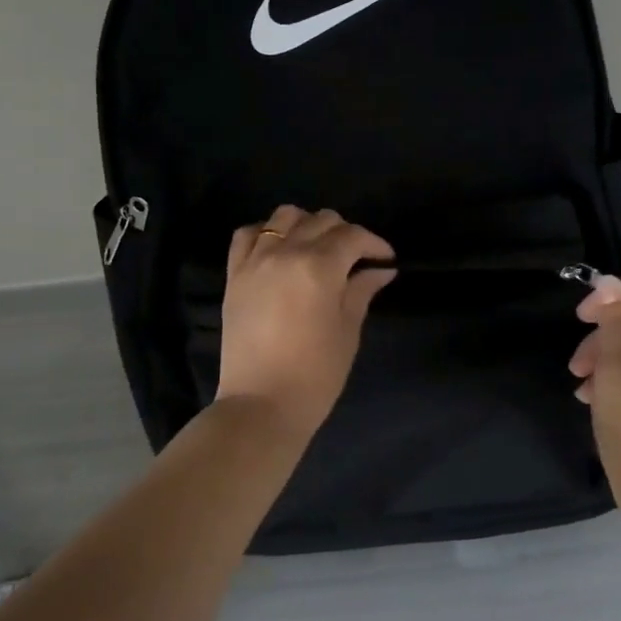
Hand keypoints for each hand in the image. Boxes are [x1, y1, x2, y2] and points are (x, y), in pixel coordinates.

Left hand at [216, 205, 397, 439]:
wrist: (260, 404)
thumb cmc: (315, 374)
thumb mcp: (347, 331)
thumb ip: (361, 292)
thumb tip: (380, 271)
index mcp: (319, 267)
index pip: (353, 236)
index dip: (374, 244)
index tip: (386, 260)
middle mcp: (285, 252)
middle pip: (321, 221)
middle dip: (345, 233)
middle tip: (356, 258)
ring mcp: (255, 260)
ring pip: (284, 216)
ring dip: (307, 225)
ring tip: (316, 249)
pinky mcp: (234, 274)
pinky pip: (248, 234)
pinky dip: (266, 232)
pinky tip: (279, 250)